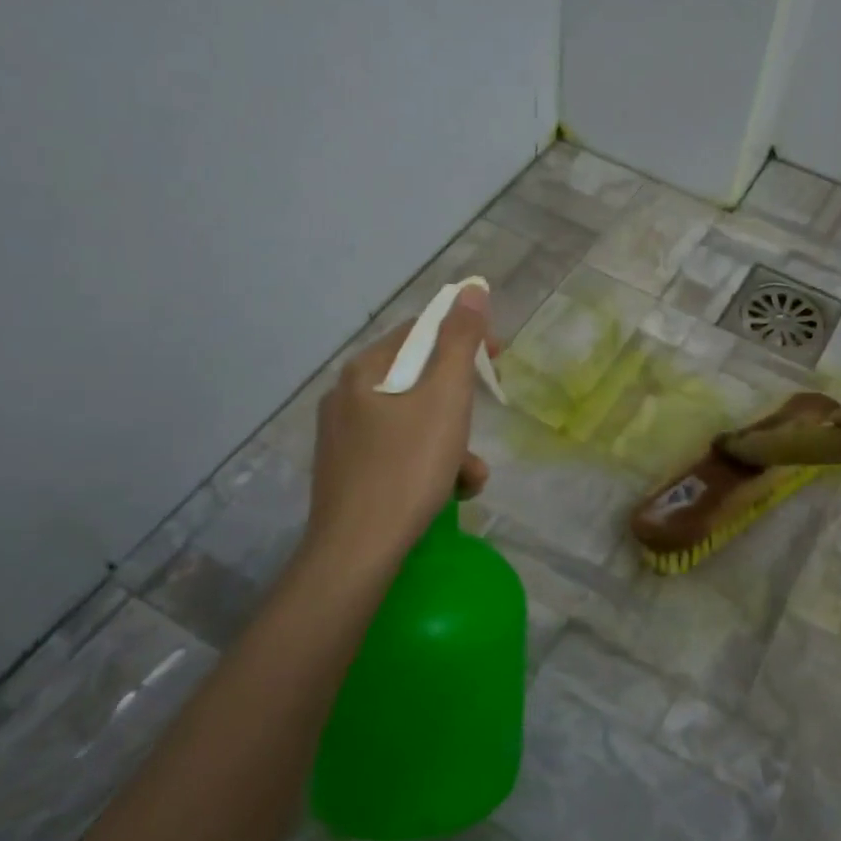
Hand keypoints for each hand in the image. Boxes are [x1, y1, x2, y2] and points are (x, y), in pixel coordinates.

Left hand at [303, 287, 496, 559]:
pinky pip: (399, 453)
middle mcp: (346, 397)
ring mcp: (344, 438)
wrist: (358, 551)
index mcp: (364, 371)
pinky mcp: (348, 473)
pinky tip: (447, 494)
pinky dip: (429, 465)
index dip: (463, 338)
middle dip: (460, 405)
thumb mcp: (445, 398)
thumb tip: (472, 288)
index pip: (419, 332)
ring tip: (469, 477)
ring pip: (413, 423)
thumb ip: (460, 342)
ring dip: (451, 443)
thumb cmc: (407, 467)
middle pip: (419, 380)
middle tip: (481, 425)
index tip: (497, 358)